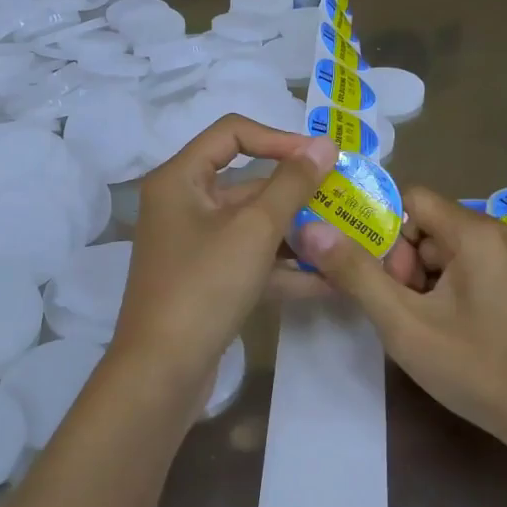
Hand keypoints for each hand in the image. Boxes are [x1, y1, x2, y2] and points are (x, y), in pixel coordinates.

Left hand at [109, 116, 338, 402]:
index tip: (322, 158)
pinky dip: (282, 267)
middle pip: (245, 183)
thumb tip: (324, 144)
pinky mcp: (205, 281)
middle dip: (296, 193)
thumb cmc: (204, 286)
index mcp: (179, 179)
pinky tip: (328, 280)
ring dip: (296, 232)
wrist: (161, 373)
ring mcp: (193, 246)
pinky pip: (248, 261)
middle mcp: (182, 205)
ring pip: (251, 226)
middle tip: (344, 198)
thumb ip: (292, 184)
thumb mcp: (254, 229)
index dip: (280, 139)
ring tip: (345, 238)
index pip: (232, 133)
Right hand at [295, 188, 506, 450]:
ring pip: (444, 255)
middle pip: (426, 229)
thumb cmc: (482, 369)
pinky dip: (445, 296)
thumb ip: (355, 273)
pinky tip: (447, 336)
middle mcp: (498, 235)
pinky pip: (468, 273)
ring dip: (421, 285)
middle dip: (401, 266)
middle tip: (399, 312)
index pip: (409, 199)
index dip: (380, 229)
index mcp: (475, 232)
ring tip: (421, 330)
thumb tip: (310, 228)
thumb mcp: (406, 324)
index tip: (367, 272)